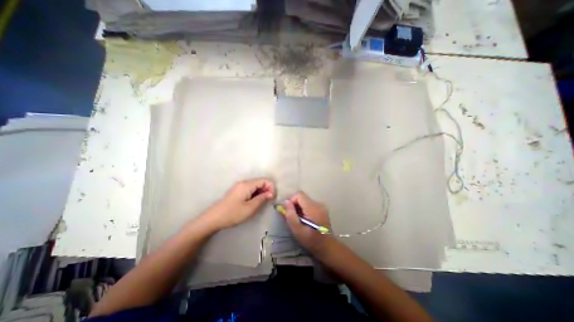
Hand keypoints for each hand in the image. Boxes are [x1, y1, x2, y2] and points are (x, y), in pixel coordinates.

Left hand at [203, 178, 273, 230]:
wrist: (214, 218)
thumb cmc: (233, 213)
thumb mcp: (250, 208)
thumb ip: (262, 199)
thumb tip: (271, 193)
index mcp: (247, 185)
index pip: (265, 180)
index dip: (271, 188)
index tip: (271, 198)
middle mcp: (244, 182)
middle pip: (260, 182)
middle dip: (267, 190)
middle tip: (267, 202)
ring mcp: (240, 186)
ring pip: (256, 186)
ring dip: (261, 193)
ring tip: (261, 203)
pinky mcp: (237, 191)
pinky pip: (250, 189)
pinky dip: (255, 194)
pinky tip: (254, 202)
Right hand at [282, 191, 332, 253]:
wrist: (327, 247)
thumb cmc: (311, 240)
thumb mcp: (297, 229)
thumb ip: (290, 214)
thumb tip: (285, 201)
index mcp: (312, 207)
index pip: (299, 194)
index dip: (291, 201)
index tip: (289, 212)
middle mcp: (318, 203)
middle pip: (302, 197)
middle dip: (295, 205)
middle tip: (293, 218)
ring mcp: (321, 206)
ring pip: (305, 201)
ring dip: (299, 208)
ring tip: (299, 220)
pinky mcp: (322, 209)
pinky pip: (310, 205)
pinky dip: (305, 210)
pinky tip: (305, 220)